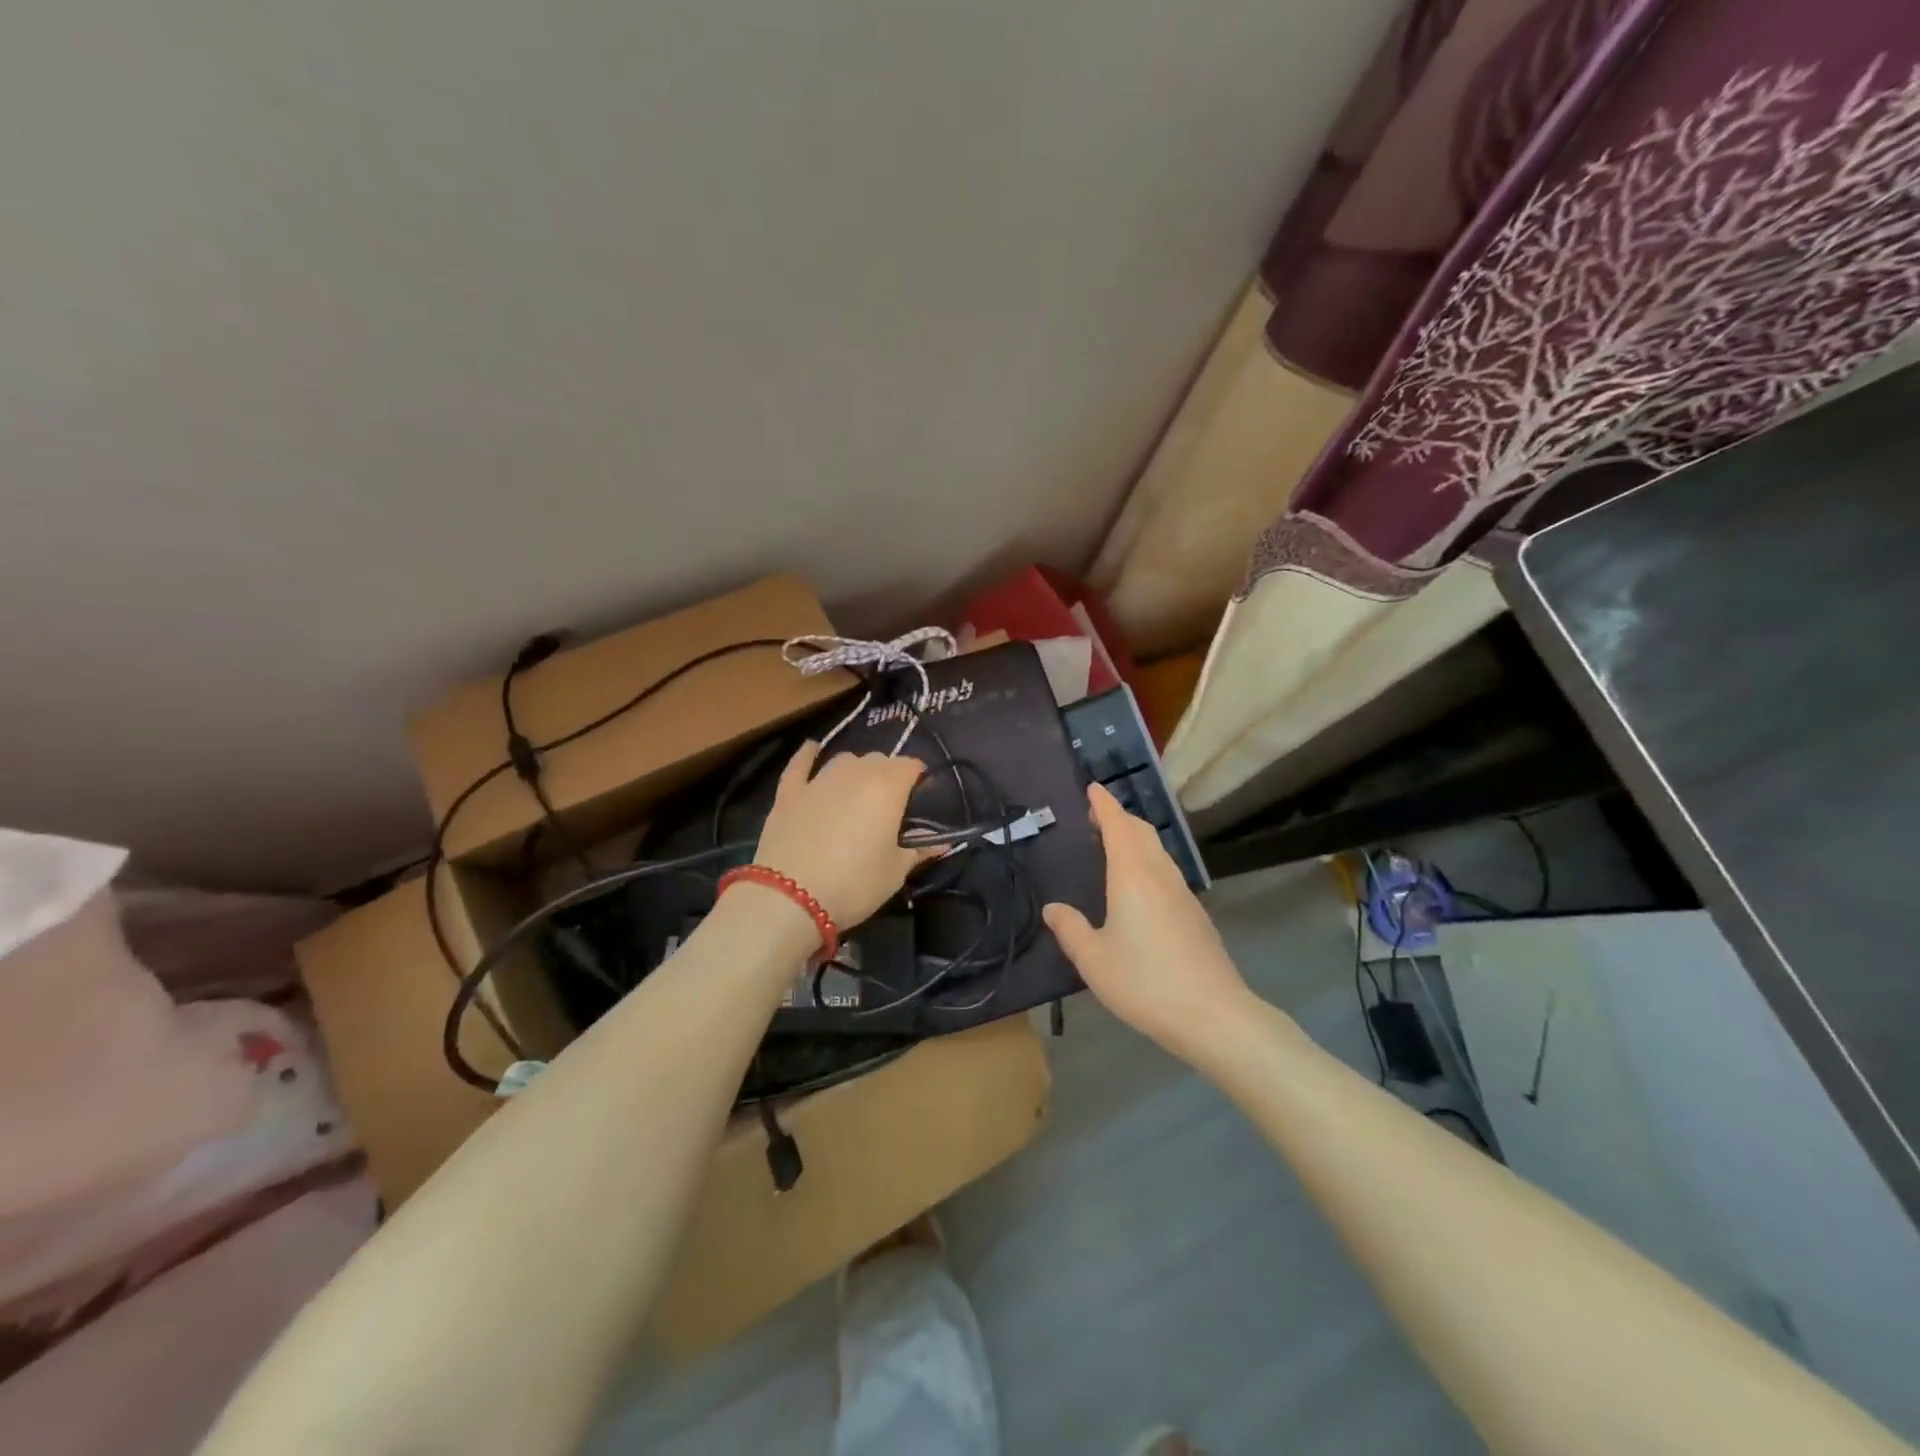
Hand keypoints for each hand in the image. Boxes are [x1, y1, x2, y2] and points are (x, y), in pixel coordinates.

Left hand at [751, 741, 926, 930]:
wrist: (789, 898)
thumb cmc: (854, 884)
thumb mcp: (895, 873)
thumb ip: (917, 851)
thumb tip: (940, 842)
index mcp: (888, 787)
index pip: (911, 765)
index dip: (919, 779)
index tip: (921, 799)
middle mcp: (855, 773)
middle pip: (879, 760)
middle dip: (888, 775)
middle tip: (890, 804)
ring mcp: (819, 779)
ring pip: (844, 760)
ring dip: (855, 769)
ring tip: (857, 790)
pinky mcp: (789, 791)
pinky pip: (800, 763)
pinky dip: (808, 755)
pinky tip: (812, 749)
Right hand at [1043, 782, 1253, 1063]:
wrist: (1214, 1015)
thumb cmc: (1146, 983)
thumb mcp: (1094, 960)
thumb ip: (1071, 930)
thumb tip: (1053, 908)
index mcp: (1132, 876)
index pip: (1117, 826)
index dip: (1104, 805)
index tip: (1092, 788)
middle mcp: (1160, 875)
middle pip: (1141, 831)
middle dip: (1119, 817)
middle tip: (1095, 815)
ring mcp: (1183, 893)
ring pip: (1157, 850)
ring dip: (1135, 837)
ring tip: (1113, 843)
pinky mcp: (1195, 914)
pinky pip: (1166, 870)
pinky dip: (1147, 859)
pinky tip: (1138, 884)